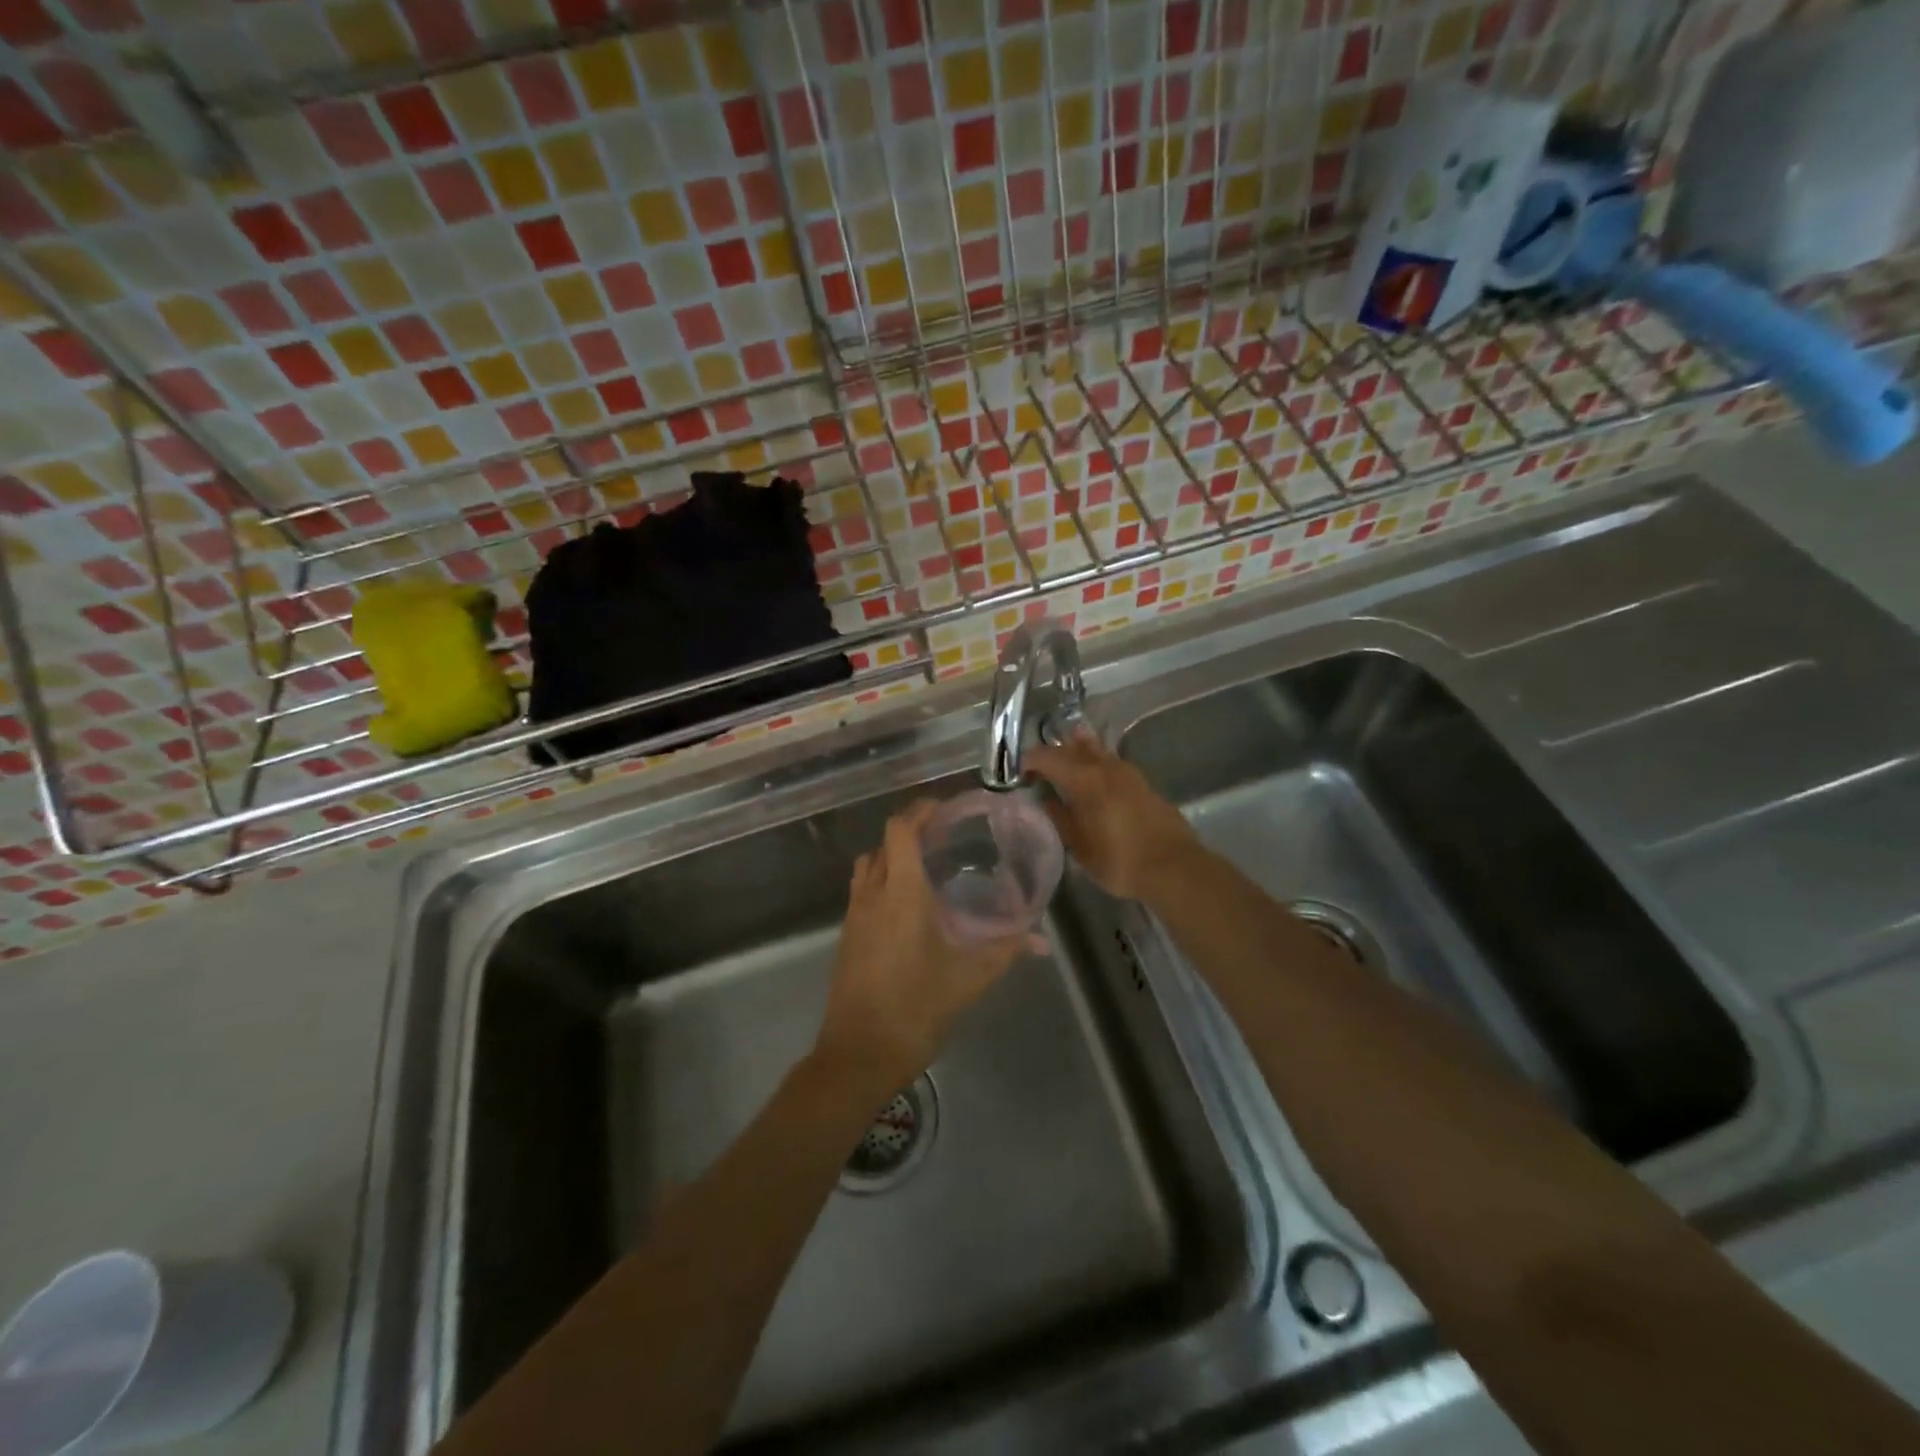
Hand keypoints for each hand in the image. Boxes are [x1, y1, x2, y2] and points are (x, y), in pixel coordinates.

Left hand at [814, 801, 1033, 1093]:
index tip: (946, 809)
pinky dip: (882, 880)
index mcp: (900, 893)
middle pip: (884, 843)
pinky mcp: (846, 936)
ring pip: (868, 865)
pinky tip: (907, 904)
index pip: (900, 830)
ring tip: (925, 865)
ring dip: (892, 854)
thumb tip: (1041, 940)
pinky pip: (862, 890)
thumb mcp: (969, 979)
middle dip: (911, 831)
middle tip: (945, 836)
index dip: (920, 811)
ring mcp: (853, 915)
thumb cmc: (916, 1009)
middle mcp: (872, 894)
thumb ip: (1005, 951)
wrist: (858, 1055)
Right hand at [1026, 728, 1199, 900]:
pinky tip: (1096, 777)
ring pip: (1097, 751)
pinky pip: (1112, 764)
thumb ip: (1060, 818)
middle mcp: (1105, 767)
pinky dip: (1098, 764)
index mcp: (1084, 779)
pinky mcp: (1143, 784)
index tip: (1019, 772)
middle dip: (1054, 753)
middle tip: (1040, 767)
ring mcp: (1128, 773)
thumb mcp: (1079, 845)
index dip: (1030, 761)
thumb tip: (1047, 801)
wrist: (1173, 866)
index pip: (1048, 757)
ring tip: (1066, 760)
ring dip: (1079, 752)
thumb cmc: (1118, 859)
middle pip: (1074, 748)